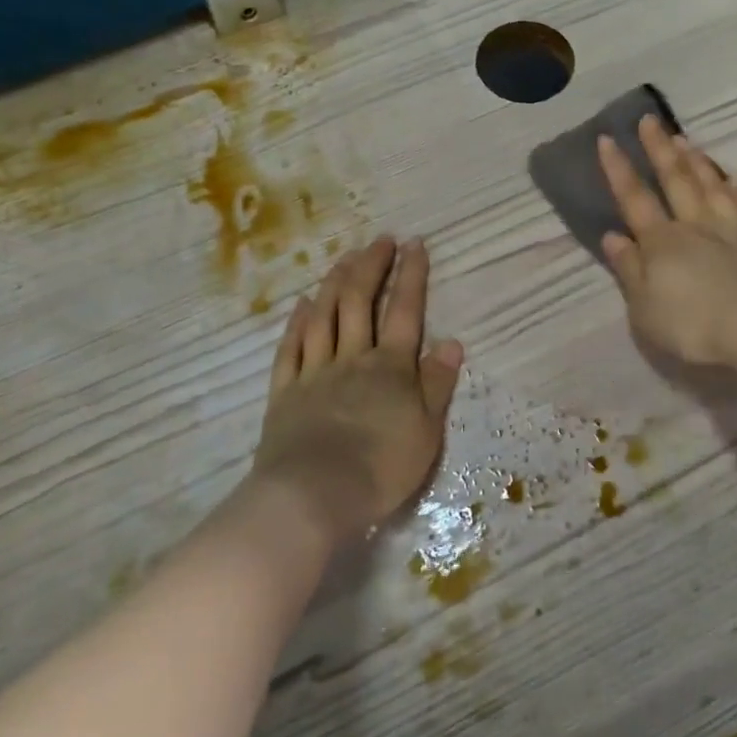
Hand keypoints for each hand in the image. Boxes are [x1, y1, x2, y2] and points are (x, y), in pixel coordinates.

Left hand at [249, 237, 463, 547]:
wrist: (315, 495)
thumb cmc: (381, 468)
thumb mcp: (427, 431)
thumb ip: (437, 384)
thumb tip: (451, 342)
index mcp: (391, 368)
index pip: (405, 312)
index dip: (411, 276)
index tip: (415, 244)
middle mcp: (353, 359)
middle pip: (360, 302)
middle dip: (371, 267)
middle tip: (379, 241)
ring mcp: (315, 372)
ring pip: (325, 316)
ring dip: (335, 283)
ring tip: (344, 258)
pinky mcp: (286, 392)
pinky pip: (292, 347)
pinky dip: (299, 322)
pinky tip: (304, 304)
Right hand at [597, 116, 736, 369]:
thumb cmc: (693, 327)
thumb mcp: (644, 308)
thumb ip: (629, 270)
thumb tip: (613, 236)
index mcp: (662, 243)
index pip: (634, 199)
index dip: (618, 169)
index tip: (607, 138)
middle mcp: (698, 228)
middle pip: (676, 182)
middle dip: (659, 150)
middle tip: (650, 120)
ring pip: (714, 190)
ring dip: (698, 164)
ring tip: (686, 141)